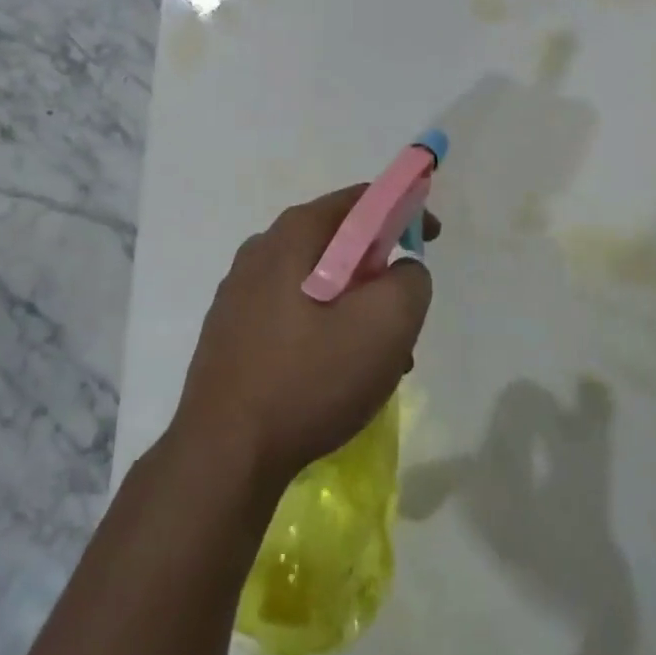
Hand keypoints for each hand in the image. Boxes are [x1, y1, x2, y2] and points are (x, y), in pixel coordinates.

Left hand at [172, 187, 434, 489]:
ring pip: (316, 283)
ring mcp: (239, 291)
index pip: (360, 200)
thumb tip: (402, 271)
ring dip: (355, 310)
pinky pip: (291, 313)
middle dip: (379, 273)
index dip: (404, 211)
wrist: (224, 454)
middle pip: (338, 243)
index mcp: (293, 234)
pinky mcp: (229, 331)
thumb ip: (410, 281)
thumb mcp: (386, 325)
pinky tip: (336, 378)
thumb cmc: (309, 379)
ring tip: (378, 363)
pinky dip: (324, 330)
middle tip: (404, 316)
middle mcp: (260, 250)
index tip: (431, 240)